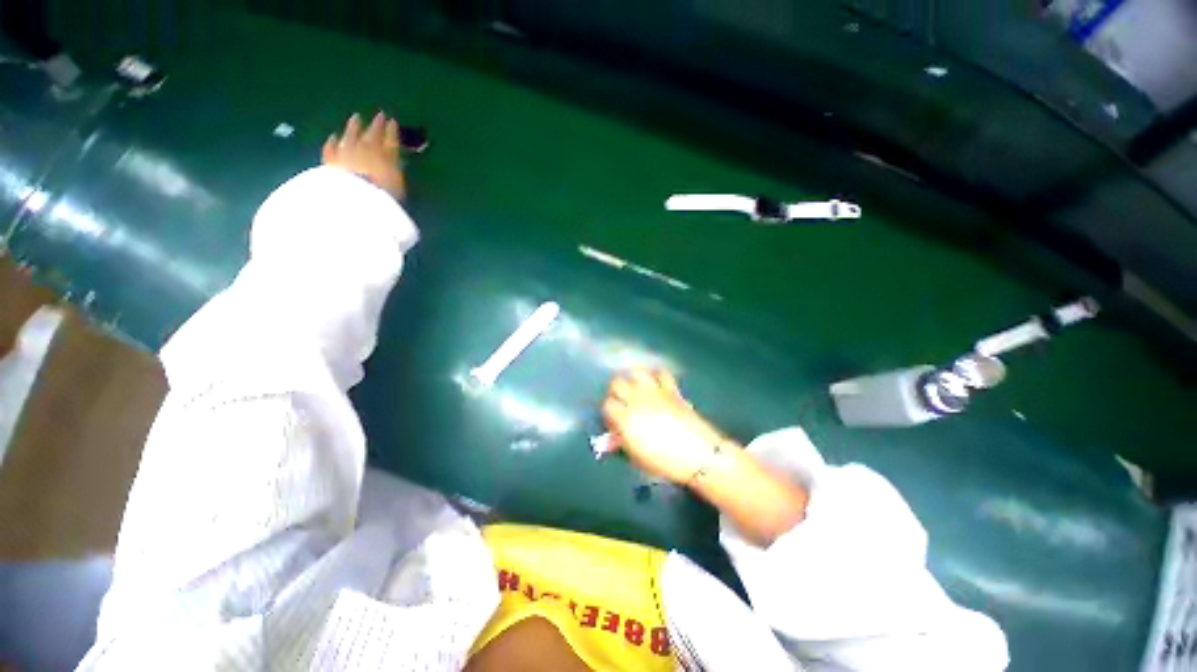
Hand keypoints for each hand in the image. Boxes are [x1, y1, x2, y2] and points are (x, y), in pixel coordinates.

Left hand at [322, 112, 405, 199]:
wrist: (355, 198)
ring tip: (356, 117)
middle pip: (372, 134)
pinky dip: (333, 142)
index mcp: (387, 156)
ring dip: (354, 126)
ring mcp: (347, 152)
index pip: (391, 140)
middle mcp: (366, 149)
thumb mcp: (398, 187)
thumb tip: (395, 166)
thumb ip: (395, 173)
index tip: (392, 121)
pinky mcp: (332, 160)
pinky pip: (332, 148)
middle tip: (379, 114)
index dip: (392, 130)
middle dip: (376, 124)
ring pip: (351, 135)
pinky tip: (333, 137)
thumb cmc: (384, 195)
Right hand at [602, 368, 730, 484]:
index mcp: (625, 418)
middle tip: (621, 401)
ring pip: (636, 372)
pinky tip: (656, 383)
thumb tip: (611, 438)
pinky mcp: (671, 389)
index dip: (608, 411)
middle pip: (616, 383)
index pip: (607, 405)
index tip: (613, 420)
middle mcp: (636, 400)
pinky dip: (657, 375)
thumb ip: (621, 444)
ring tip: (635, 387)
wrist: (697, 454)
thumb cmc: (664, 461)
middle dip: (615, 391)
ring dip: (633, 378)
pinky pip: (661, 373)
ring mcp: (654, 392)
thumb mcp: (637, 457)